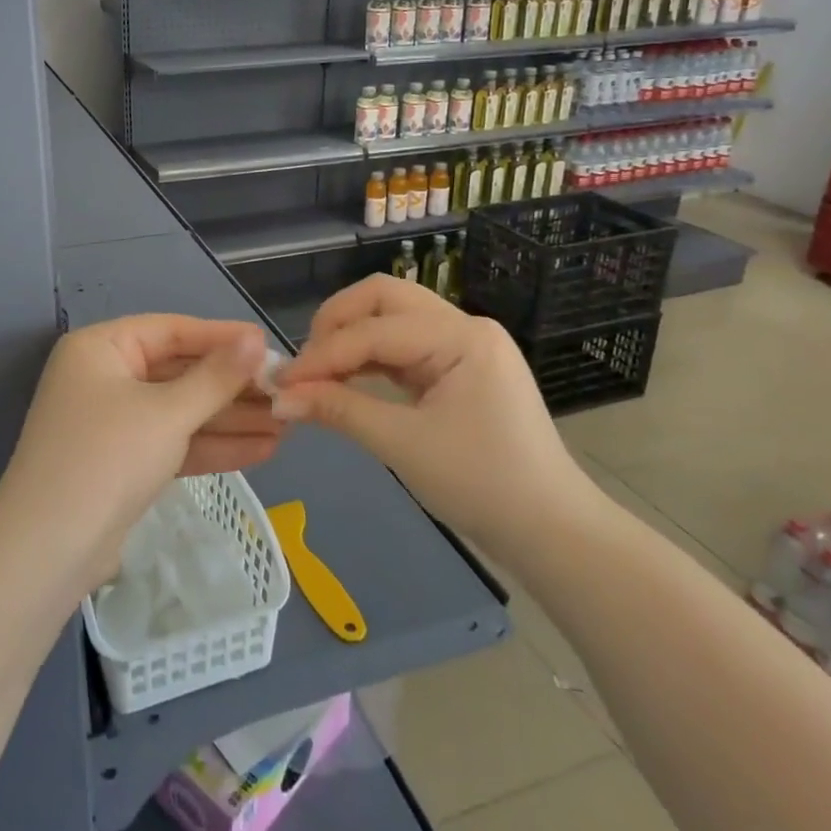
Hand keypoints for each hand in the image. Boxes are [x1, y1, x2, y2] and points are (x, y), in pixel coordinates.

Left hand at [0, 315, 282, 589]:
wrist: (48, 551)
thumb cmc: (107, 458)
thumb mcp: (167, 413)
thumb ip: (215, 377)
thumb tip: (256, 340)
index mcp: (101, 348)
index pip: (171, 330)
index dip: (222, 338)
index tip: (269, 345)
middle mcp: (104, 377)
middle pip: (179, 372)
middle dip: (232, 387)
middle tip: (286, 393)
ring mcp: (112, 422)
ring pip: (180, 411)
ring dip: (230, 420)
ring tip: (287, 425)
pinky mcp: (123, 462)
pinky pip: (172, 443)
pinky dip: (211, 446)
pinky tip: (262, 451)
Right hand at [271, 275, 599, 574]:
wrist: (551, 532)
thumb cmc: (482, 485)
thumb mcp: (403, 445)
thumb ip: (338, 410)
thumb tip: (279, 398)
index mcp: (461, 337)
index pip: (374, 331)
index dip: (322, 355)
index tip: (280, 383)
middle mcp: (464, 326)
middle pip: (384, 298)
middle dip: (336, 324)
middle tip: (304, 364)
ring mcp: (465, 345)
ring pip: (392, 317)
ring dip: (351, 339)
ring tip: (317, 374)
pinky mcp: (460, 367)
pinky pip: (405, 346)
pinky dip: (371, 358)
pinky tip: (346, 380)